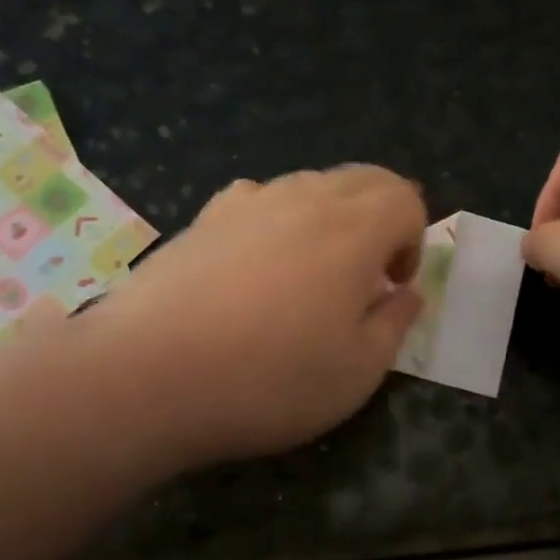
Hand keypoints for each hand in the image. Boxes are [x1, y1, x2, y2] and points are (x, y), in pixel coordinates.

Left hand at [101, 166, 425, 465]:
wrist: (146, 376)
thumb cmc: (268, 380)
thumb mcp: (357, 372)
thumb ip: (394, 324)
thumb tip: (406, 294)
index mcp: (353, 229)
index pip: (405, 197)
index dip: (413, 239)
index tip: (392, 287)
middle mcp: (304, 198)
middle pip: (363, 179)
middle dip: (381, 219)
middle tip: (365, 277)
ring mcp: (248, 202)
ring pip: (310, 185)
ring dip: (331, 218)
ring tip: (310, 276)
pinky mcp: (204, 217)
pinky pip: (260, 199)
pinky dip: (278, 220)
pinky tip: (257, 267)